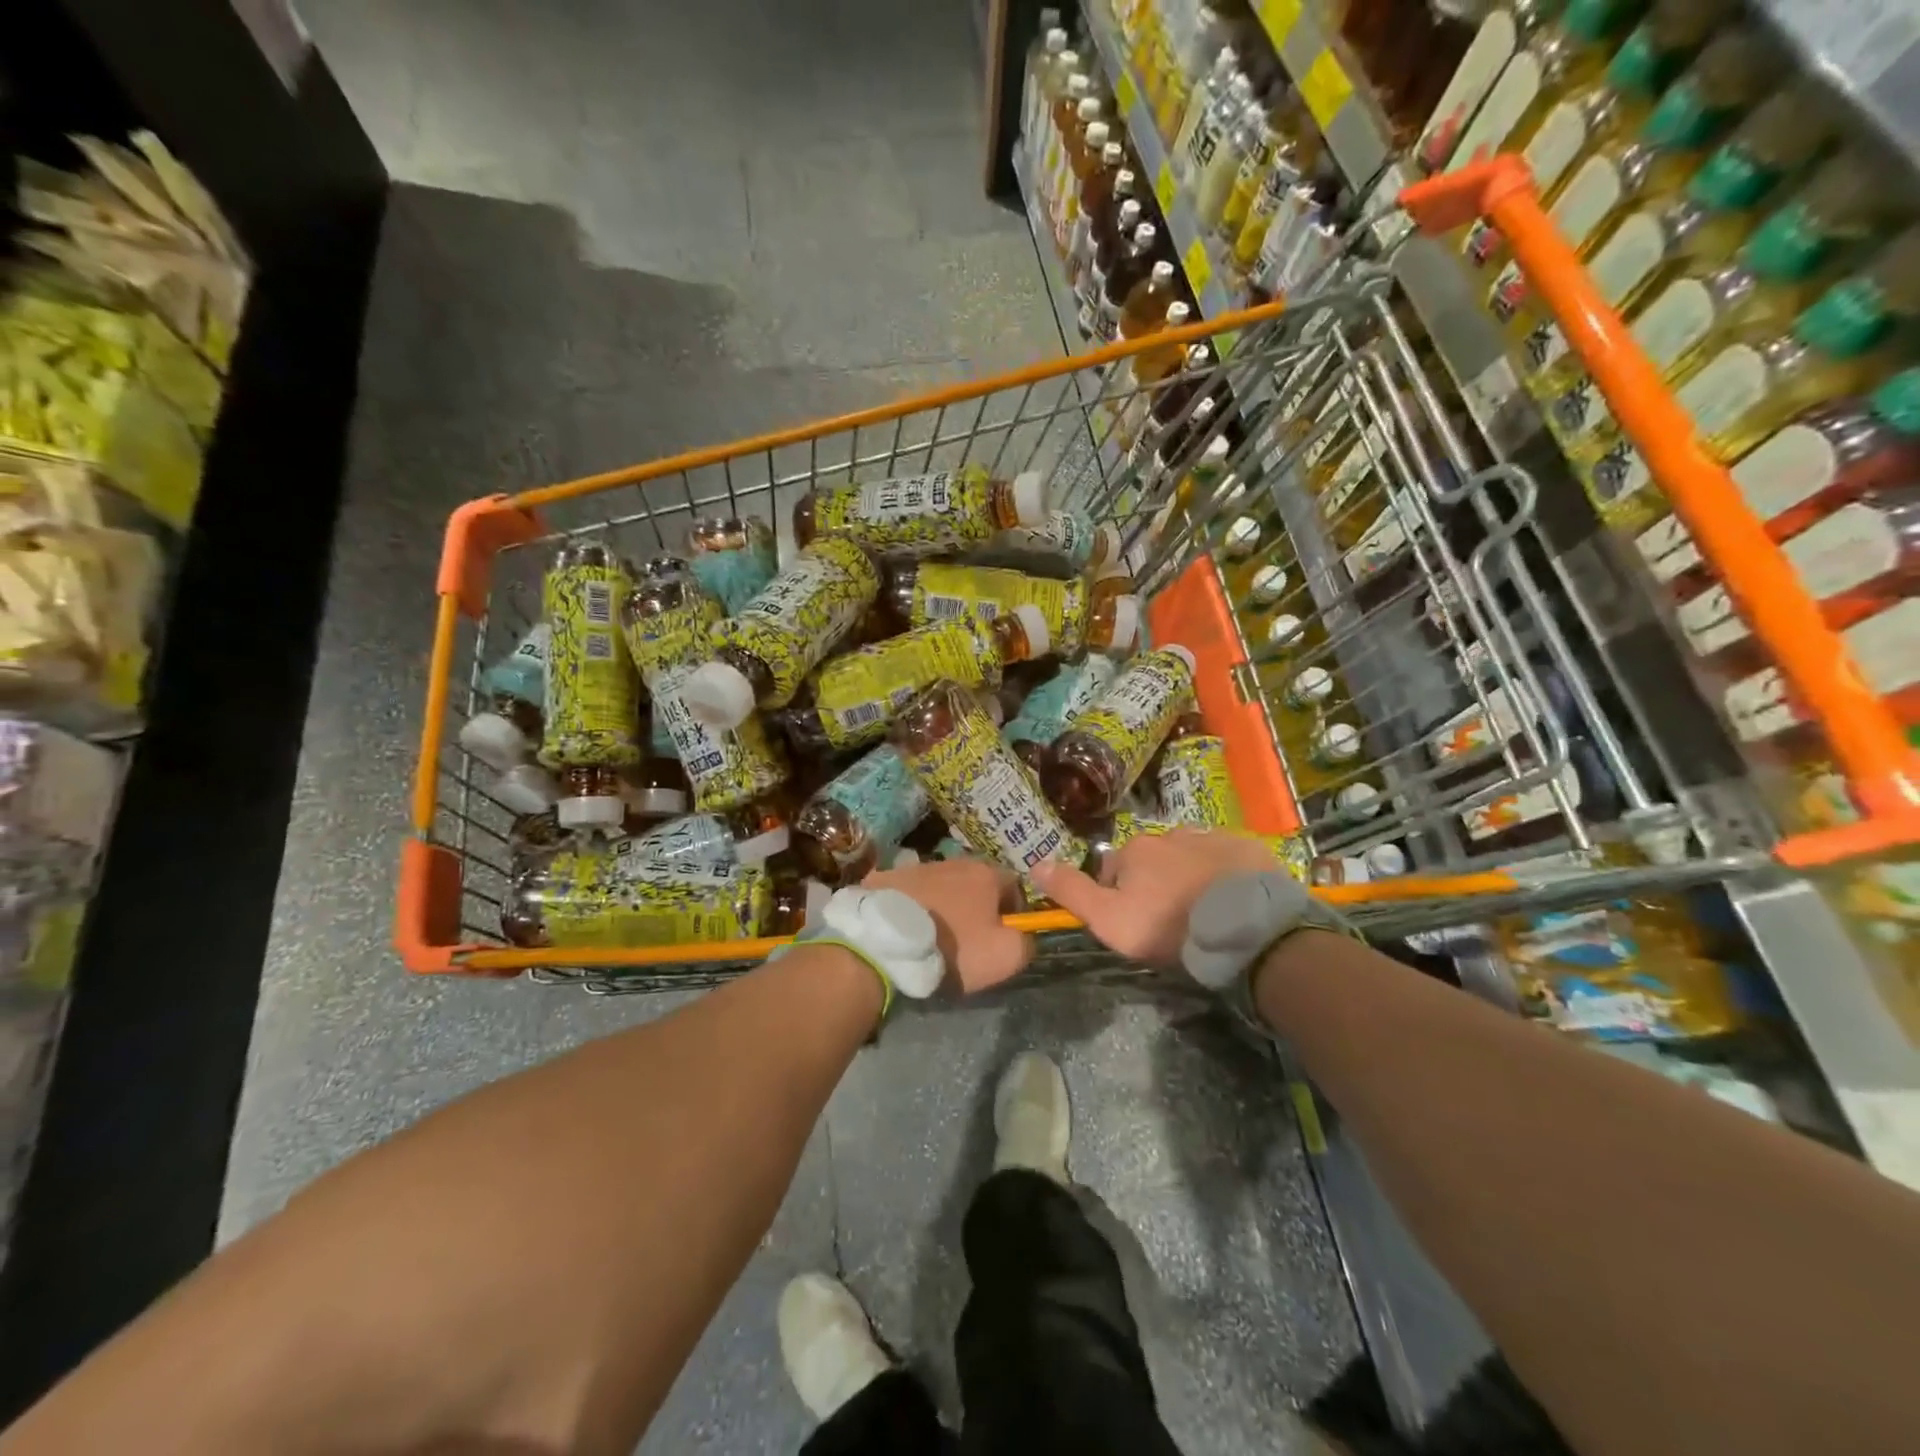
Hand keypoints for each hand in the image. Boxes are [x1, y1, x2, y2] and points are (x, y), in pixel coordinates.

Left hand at [863, 858, 1031, 993]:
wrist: (884, 944)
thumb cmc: (952, 948)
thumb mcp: (1005, 956)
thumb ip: (1026, 942)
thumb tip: (1024, 936)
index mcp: (985, 874)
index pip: (1014, 885)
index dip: (1014, 911)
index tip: (1003, 936)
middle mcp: (953, 861)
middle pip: (975, 882)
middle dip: (977, 906)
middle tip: (968, 939)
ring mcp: (915, 867)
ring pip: (940, 885)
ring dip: (943, 905)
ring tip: (931, 936)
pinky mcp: (884, 878)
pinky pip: (907, 892)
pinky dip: (910, 906)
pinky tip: (903, 929)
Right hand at [1030, 828, 1279, 966]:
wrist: (1247, 928)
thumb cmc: (1169, 926)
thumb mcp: (1109, 920)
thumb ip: (1072, 892)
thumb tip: (1036, 862)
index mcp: (1135, 851)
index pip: (1113, 871)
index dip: (1119, 898)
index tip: (1136, 925)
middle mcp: (1169, 834)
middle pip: (1152, 861)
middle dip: (1156, 884)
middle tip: (1172, 922)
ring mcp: (1211, 837)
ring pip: (1189, 857)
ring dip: (1189, 876)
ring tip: (1205, 912)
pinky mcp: (1246, 847)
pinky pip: (1226, 858)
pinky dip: (1224, 874)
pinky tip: (1233, 900)